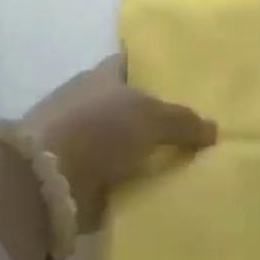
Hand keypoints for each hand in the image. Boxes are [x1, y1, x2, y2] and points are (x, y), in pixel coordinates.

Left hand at [25, 56, 215, 232]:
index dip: (155, 70)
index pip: (131, 64)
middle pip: (130, 108)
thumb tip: (213, 129)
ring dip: (145, 158)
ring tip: (188, 168)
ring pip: (124, 146)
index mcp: (101, 76)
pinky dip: (134, 187)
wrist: (47, 180)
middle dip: (156, 119)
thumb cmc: (98, 128)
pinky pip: (116, 180)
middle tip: (197, 133)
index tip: (184, 82)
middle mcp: (89, 104)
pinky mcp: (77, 178)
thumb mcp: (151, 115)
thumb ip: (183, 120)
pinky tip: (163, 194)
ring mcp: (80, 142)